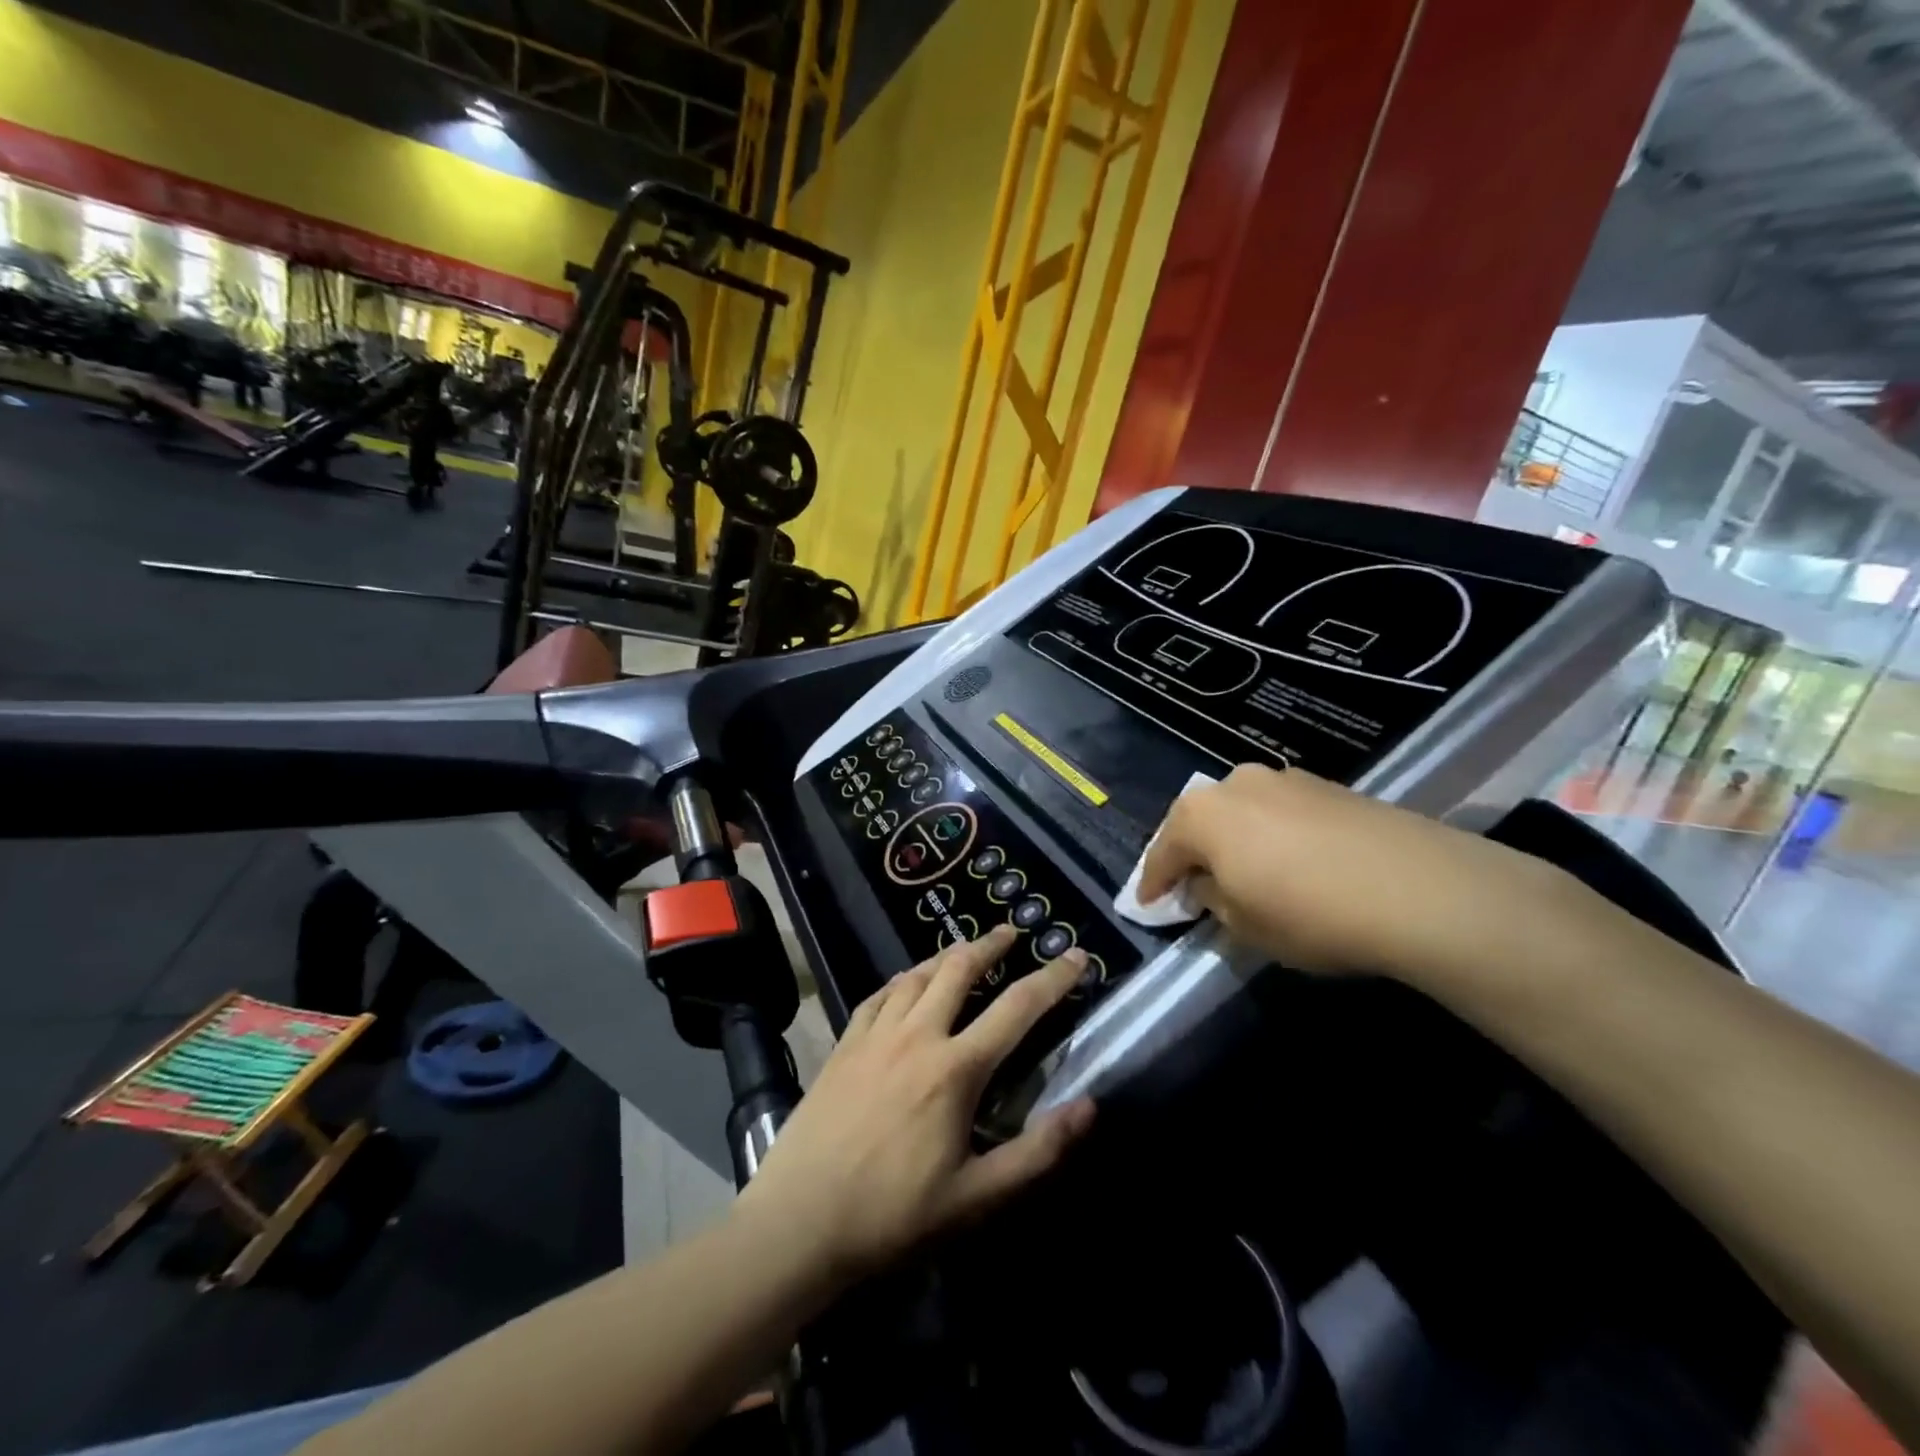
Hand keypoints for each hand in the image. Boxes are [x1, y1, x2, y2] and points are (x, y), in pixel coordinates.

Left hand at [736, 925, 1094, 1281]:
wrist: (799, 1221)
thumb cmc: (894, 1215)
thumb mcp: (977, 1198)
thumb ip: (1038, 1152)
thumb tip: (1089, 1106)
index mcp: (956, 1069)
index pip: (1018, 1007)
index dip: (1053, 977)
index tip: (1076, 956)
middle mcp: (918, 1035)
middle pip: (960, 969)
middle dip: (990, 944)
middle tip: (1010, 932)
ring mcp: (875, 1035)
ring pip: (917, 975)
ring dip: (946, 956)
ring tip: (964, 950)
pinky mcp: (844, 1044)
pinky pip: (878, 995)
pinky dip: (901, 981)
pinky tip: (905, 983)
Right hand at [1136, 764, 1561, 977]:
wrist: (1420, 889)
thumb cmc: (1309, 912)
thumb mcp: (1244, 924)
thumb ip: (1212, 899)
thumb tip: (1206, 884)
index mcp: (1203, 813)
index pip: (1163, 852)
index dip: (1154, 883)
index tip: (1149, 905)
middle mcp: (1236, 783)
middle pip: (1201, 822)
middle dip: (1194, 854)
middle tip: (1195, 887)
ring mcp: (1286, 778)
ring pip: (1243, 813)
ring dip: (1236, 841)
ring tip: (1247, 873)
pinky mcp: (1329, 786)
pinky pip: (1281, 812)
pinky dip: (1273, 835)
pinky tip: (1292, 862)